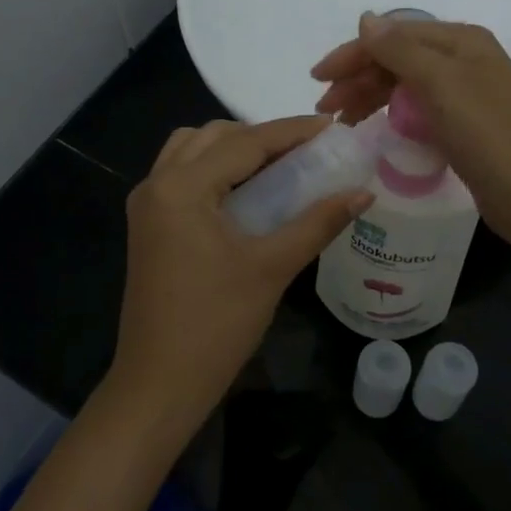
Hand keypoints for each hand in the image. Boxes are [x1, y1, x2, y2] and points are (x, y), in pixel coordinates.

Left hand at [108, 116, 371, 437]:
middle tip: (306, 152)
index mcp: (181, 188)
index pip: (245, 143)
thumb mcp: (272, 268)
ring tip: (277, 168)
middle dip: (261, 136)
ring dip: (233, 150)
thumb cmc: (216, 325)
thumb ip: (318, 223)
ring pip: (192, 151)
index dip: (292, 132)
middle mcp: (156, 184)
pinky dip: (214, 170)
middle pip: (213, 137)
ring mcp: (146, 205)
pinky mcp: (148, 226)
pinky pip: (181, 176)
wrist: (159, 383)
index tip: (332, 127)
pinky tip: (247, 192)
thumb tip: (363, 193)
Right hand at [311, 12, 510, 247]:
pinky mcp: (463, 124)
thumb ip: (399, 49)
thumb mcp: (440, 83)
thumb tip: (366, 19)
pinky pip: (417, 109)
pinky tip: (375, 128)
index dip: (353, 52)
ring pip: (404, 85)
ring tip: (342, 122)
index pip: (394, 35)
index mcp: (461, 40)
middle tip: (325, 108)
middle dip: (358, 78)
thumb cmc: (486, 133)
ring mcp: (465, 93)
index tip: (318, 78)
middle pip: (398, 59)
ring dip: (370, 97)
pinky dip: (391, 114)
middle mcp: (464, 60)